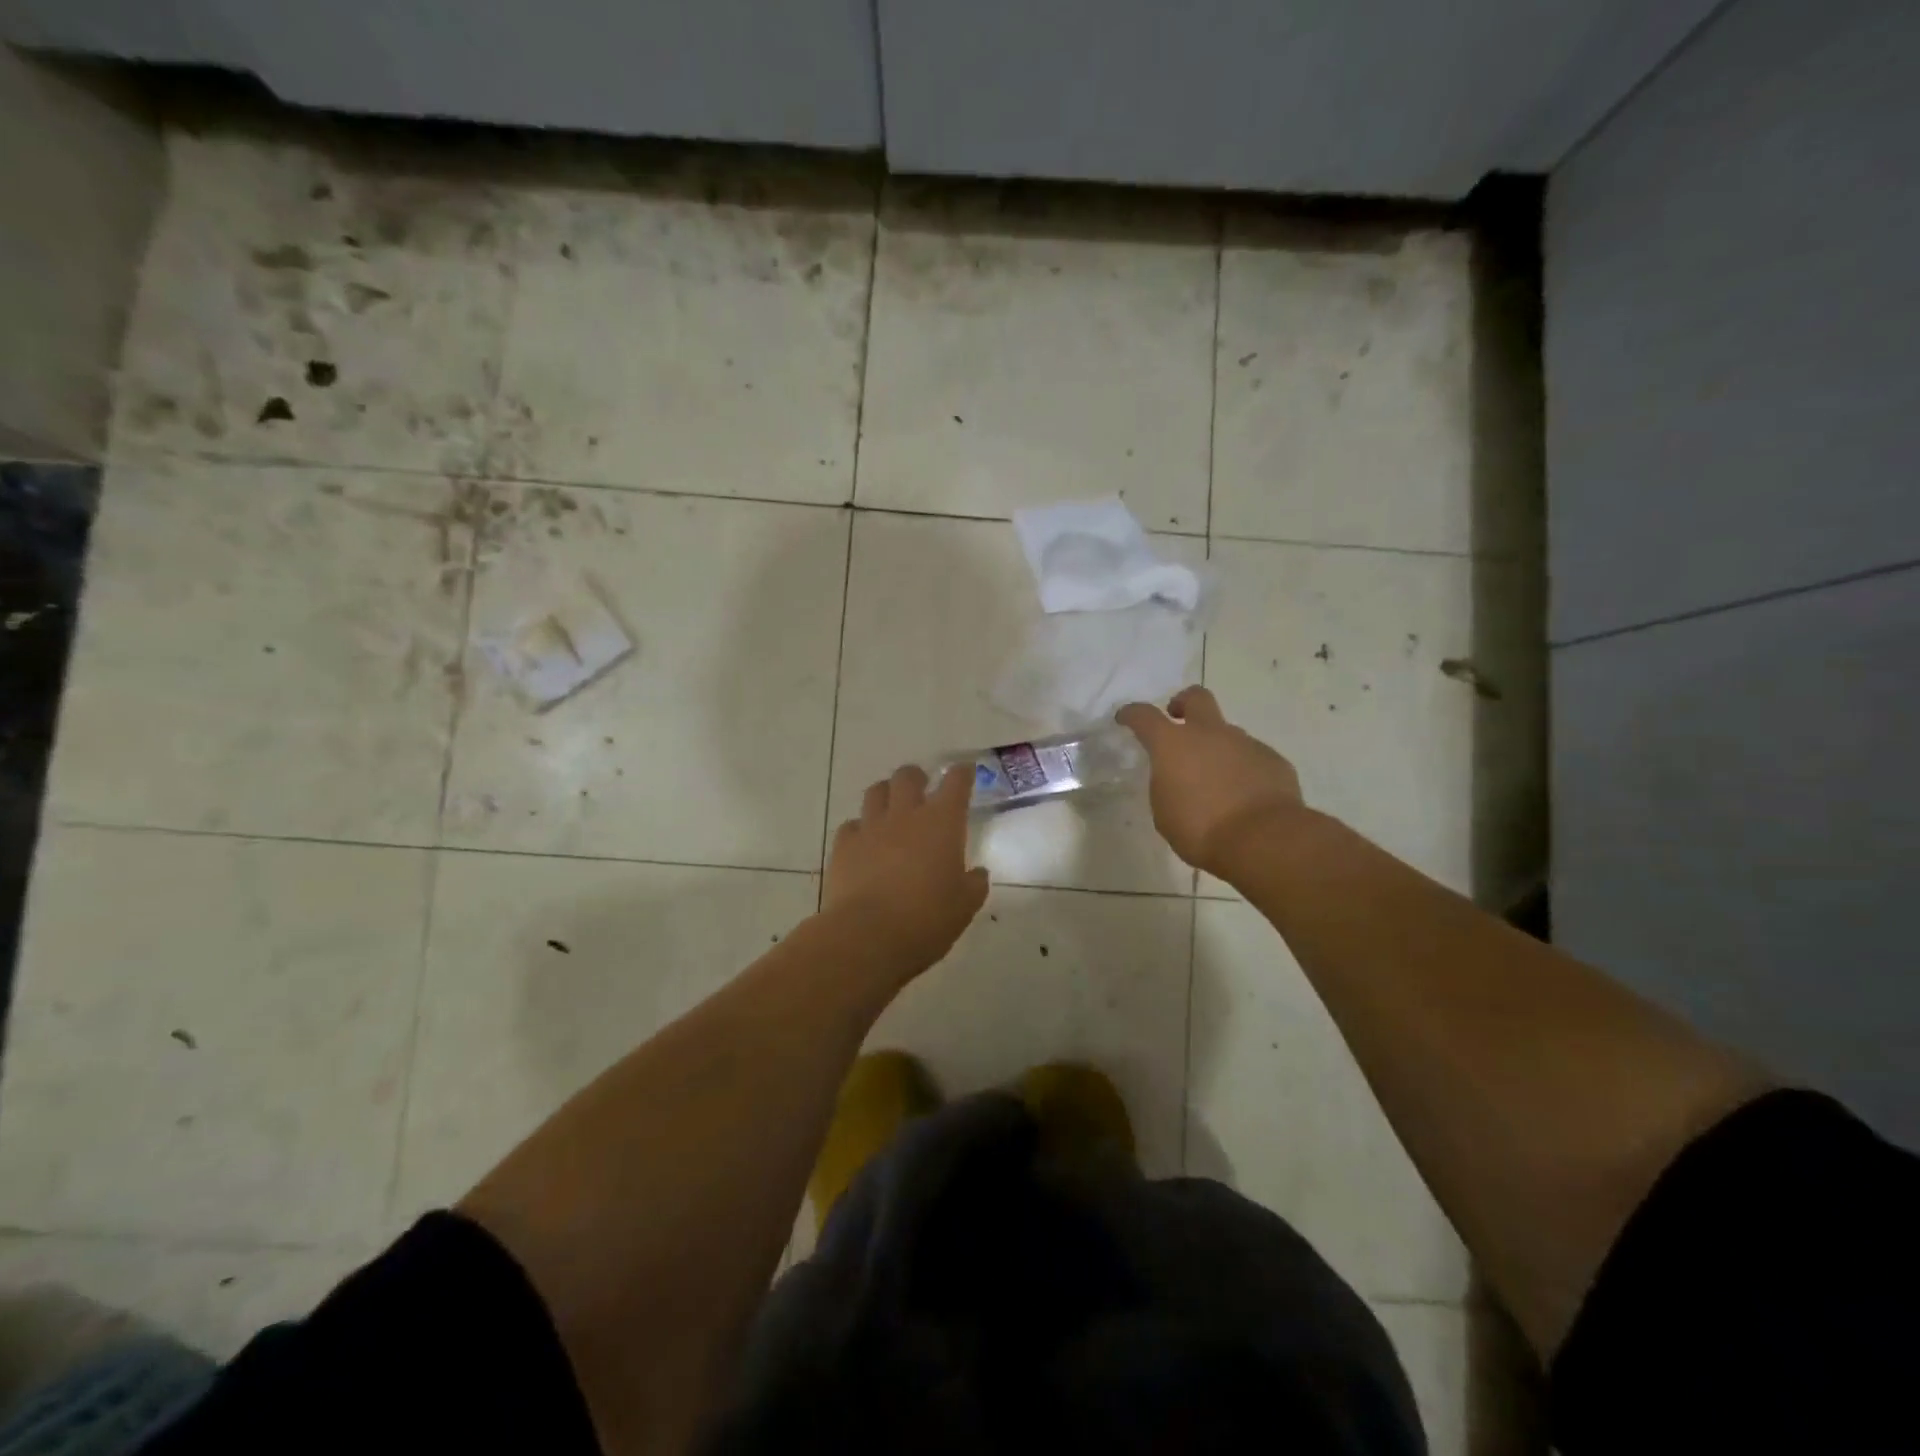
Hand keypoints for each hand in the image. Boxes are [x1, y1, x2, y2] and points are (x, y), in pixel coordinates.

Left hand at [824, 764, 988, 973]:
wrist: (868, 936)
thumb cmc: (927, 919)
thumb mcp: (964, 906)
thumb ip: (974, 884)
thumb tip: (977, 873)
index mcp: (942, 822)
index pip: (956, 783)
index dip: (962, 774)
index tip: (965, 772)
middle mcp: (906, 815)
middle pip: (908, 776)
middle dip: (917, 778)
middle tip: (922, 791)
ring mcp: (870, 827)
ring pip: (876, 792)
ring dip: (886, 795)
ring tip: (891, 811)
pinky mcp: (843, 845)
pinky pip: (852, 825)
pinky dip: (860, 829)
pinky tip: (864, 844)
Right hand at [1116, 686, 1307, 877]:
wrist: (1263, 839)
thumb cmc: (1201, 829)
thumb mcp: (1165, 813)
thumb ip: (1167, 785)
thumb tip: (1177, 777)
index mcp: (1173, 744)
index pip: (1144, 716)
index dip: (1132, 714)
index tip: (1125, 718)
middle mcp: (1209, 734)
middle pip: (1196, 698)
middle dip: (1183, 703)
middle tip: (1178, 719)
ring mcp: (1245, 743)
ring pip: (1227, 733)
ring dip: (1217, 748)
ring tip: (1216, 780)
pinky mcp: (1272, 760)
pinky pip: (1251, 757)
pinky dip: (1243, 769)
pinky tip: (1244, 795)